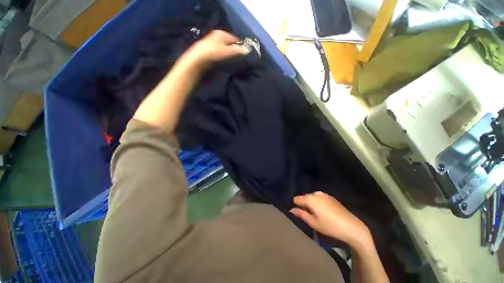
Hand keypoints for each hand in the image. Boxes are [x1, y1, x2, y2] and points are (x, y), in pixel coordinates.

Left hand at [183, 30, 249, 69]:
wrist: (197, 64)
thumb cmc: (213, 55)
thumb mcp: (228, 52)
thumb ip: (239, 51)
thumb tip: (248, 49)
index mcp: (220, 34)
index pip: (235, 39)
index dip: (240, 47)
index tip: (245, 57)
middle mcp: (216, 40)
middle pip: (230, 47)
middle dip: (235, 55)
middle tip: (241, 63)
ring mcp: (212, 49)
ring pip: (226, 55)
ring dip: (230, 61)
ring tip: (235, 67)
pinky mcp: (210, 59)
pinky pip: (221, 61)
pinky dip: (225, 65)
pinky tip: (227, 69)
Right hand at [291, 191, 372, 248]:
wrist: (351, 226)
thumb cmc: (330, 226)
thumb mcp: (313, 223)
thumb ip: (301, 214)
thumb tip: (291, 210)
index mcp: (310, 199)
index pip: (297, 199)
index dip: (296, 206)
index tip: (300, 213)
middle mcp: (316, 193)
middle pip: (305, 197)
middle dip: (305, 204)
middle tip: (310, 216)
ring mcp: (324, 194)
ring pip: (312, 197)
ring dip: (312, 204)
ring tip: (318, 214)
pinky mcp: (331, 197)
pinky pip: (320, 198)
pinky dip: (319, 203)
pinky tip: (325, 212)